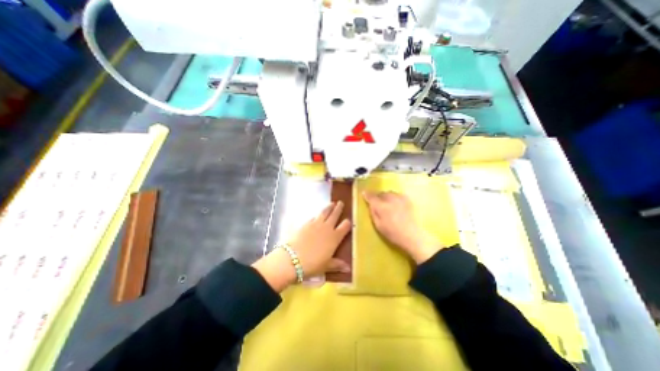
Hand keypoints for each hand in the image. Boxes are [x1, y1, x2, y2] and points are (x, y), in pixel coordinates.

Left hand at [252, 202, 349, 291]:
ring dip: (328, 207)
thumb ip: (337, 264)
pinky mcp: (306, 223)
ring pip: (324, 212)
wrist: (292, 259)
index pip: (345, 226)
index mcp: (335, 237)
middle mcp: (327, 228)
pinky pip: (314, 217)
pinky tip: (317, 215)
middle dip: (338, 208)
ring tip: (331, 203)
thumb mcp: (326, 266)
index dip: (347, 223)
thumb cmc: (312, 264)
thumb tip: (348, 268)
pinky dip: (317, 215)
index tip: (348, 220)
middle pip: (335, 215)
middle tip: (341, 202)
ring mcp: (316, 224)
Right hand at [360, 192, 442, 263]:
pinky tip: (395, 203)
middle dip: (377, 196)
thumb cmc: (392, 233)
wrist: (412, 235)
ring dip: (385, 196)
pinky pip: (397, 194)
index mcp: (381, 207)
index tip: (364, 193)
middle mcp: (390, 199)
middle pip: (380, 193)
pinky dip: (393, 197)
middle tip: (376, 202)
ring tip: (386, 202)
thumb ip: (373, 212)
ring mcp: (399, 198)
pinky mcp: (407, 199)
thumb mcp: (378, 225)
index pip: (371, 197)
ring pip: (389, 193)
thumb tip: (370, 204)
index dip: (367, 194)